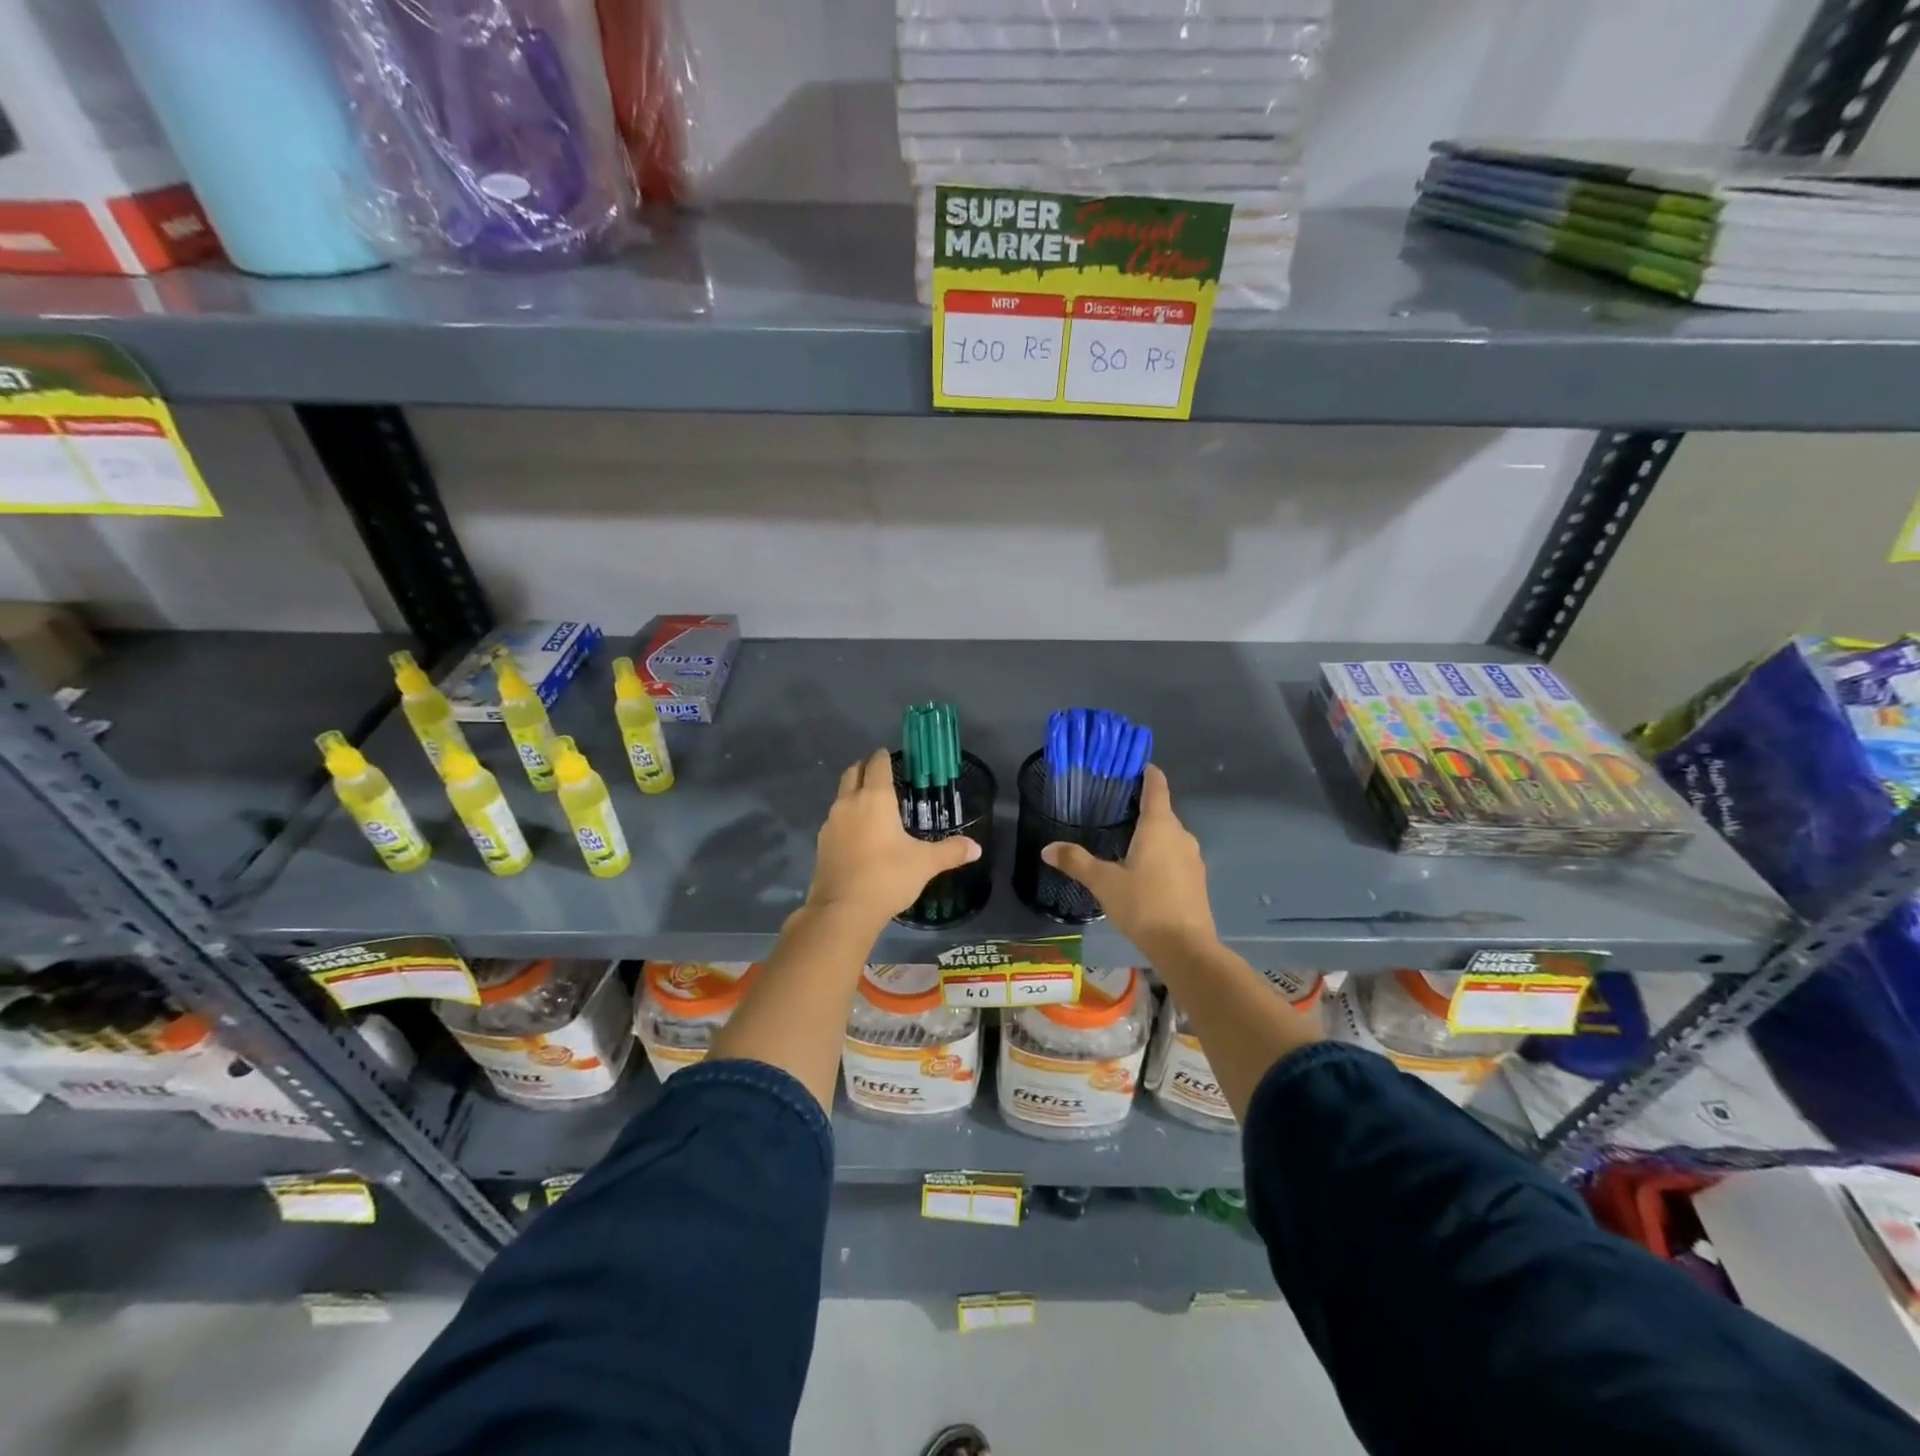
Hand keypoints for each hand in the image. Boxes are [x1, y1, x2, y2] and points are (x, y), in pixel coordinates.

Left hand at [806, 749, 980, 928]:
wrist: (843, 910)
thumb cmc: (888, 877)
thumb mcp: (925, 864)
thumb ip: (951, 851)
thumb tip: (977, 847)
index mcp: (875, 798)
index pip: (877, 765)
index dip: (883, 757)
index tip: (889, 755)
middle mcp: (849, 803)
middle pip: (853, 773)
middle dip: (865, 769)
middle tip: (879, 773)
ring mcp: (831, 823)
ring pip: (841, 796)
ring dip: (853, 793)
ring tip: (871, 805)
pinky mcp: (821, 843)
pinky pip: (835, 820)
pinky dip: (846, 818)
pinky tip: (858, 834)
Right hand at [1042, 765, 1216, 959]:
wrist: (1186, 947)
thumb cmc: (1144, 904)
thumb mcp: (1103, 882)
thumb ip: (1076, 861)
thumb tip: (1047, 848)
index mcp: (1159, 826)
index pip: (1156, 786)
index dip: (1146, 772)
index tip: (1131, 766)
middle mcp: (1181, 835)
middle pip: (1161, 811)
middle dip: (1139, 808)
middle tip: (1112, 810)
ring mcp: (1192, 858)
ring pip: (1169, 836)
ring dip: (1150, 835)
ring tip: (1122, 841)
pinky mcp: (1196, 880)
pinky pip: (1175, 856)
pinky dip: (1159, 855)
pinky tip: (1141, 872)